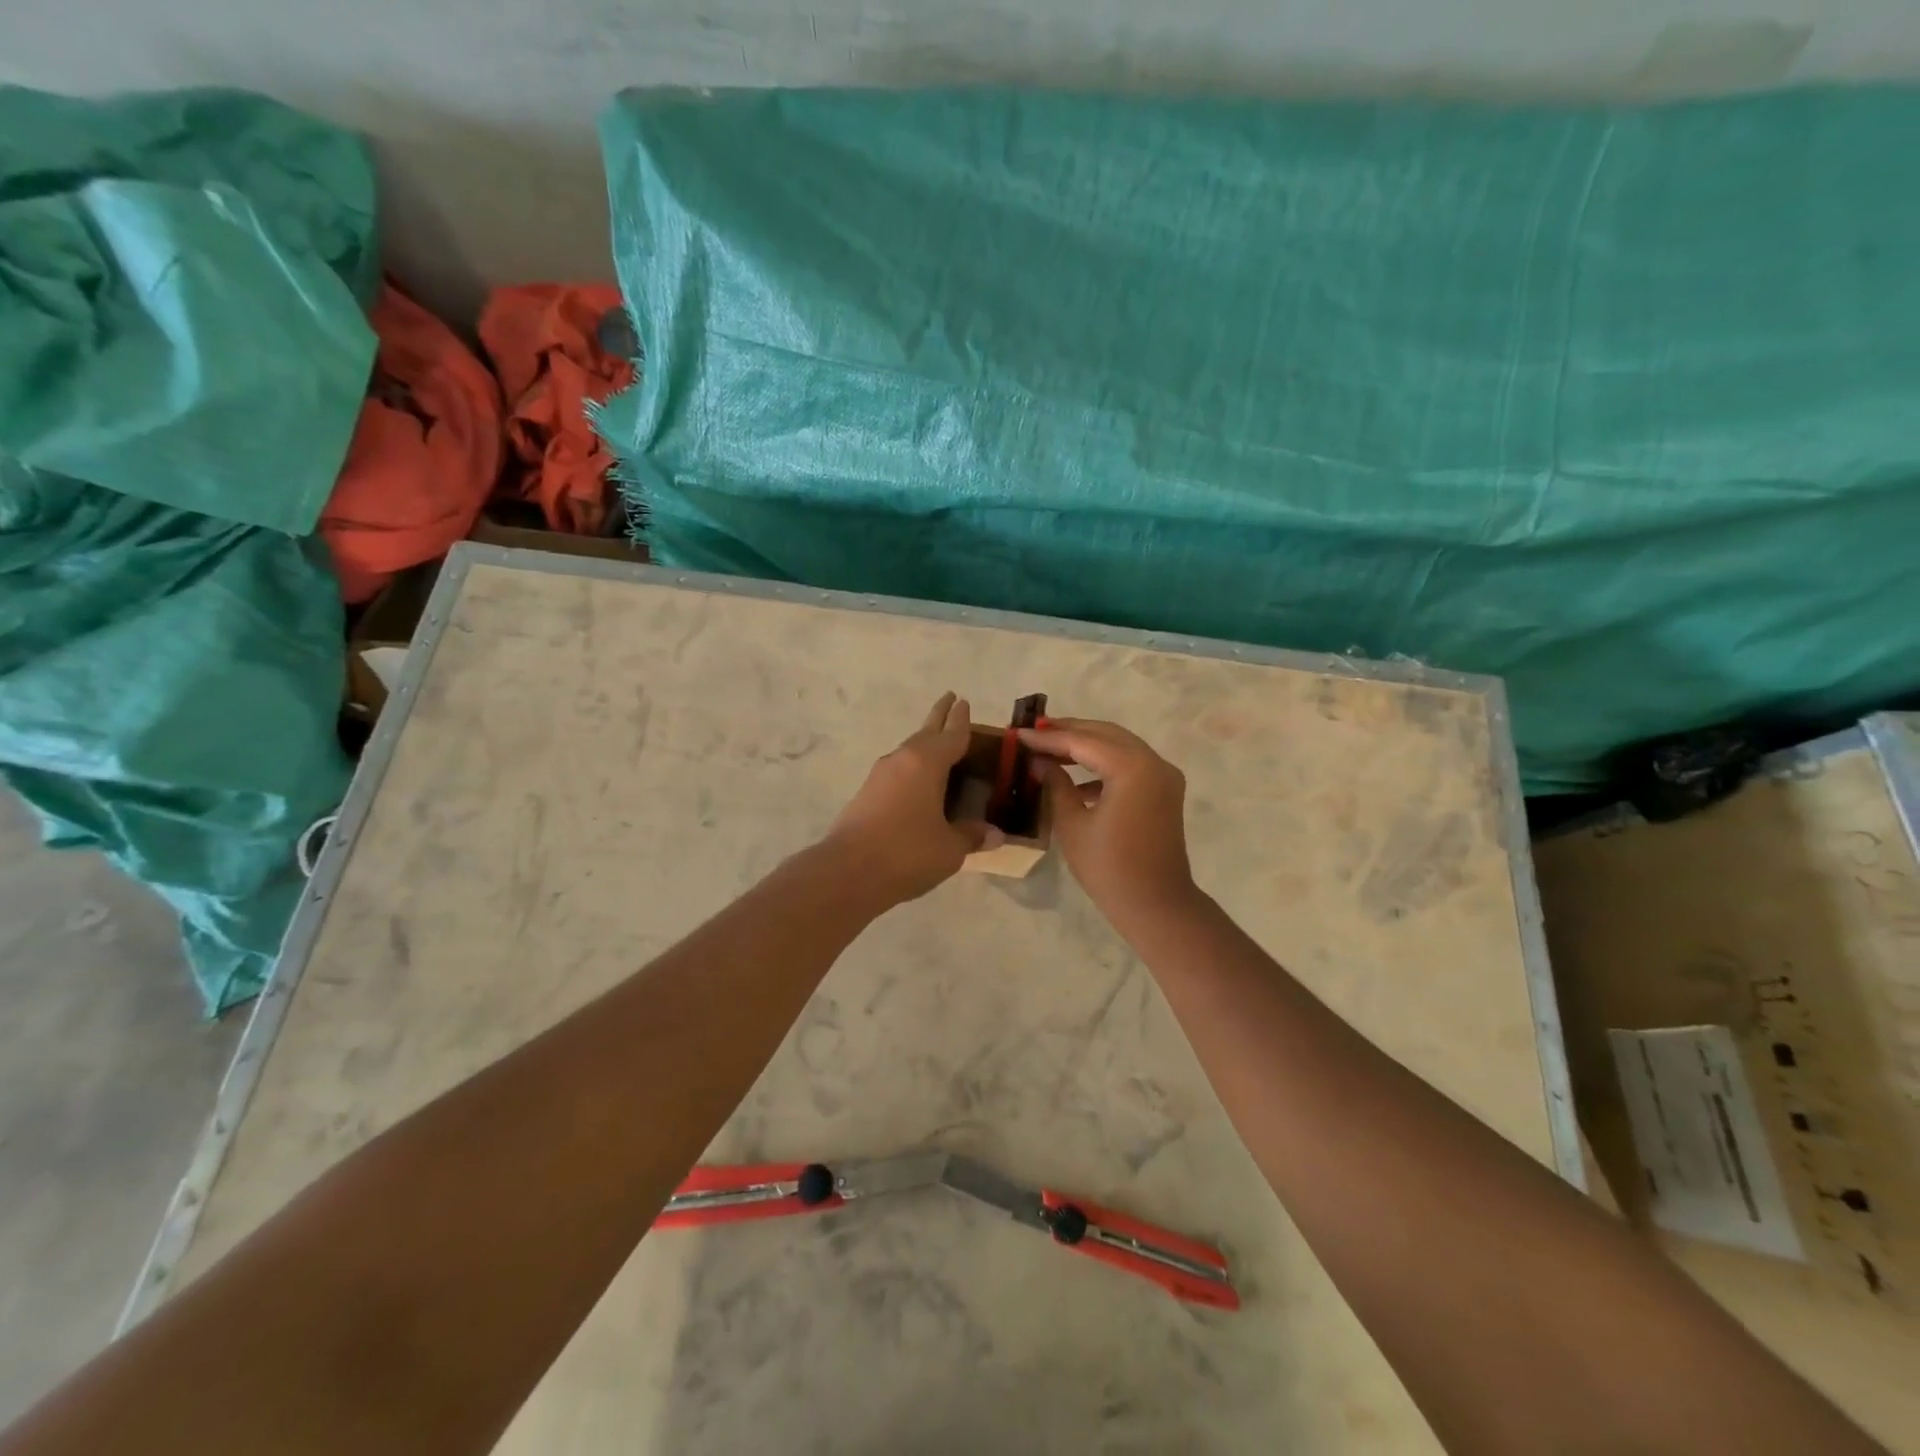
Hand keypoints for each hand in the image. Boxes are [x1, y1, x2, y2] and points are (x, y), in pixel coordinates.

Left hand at [824, 693, 997, 905]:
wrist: (848, 872)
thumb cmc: (907, 852)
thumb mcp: (949, 848)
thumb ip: (971, 836)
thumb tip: (995, 835)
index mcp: (927, 763)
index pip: (951, 734)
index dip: (960, 719)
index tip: (963, 701)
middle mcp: (902, 761)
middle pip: (925, 733)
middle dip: (939, 717)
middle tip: (950, 699)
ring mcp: (880, 776)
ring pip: (908, 751)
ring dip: (924, 743)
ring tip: (938, 744)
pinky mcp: (866, 794)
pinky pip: (897, 771)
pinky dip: (912, 768)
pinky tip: (916, 782)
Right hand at [1018, 717, 1196, 923]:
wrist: (1156, 905)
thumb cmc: (1109, 868)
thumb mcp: (1072, 825)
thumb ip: (1056, 784)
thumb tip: (1039, 762)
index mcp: (1132, 768)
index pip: (1083, 741)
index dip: (1048, 738)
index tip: (1018, 734)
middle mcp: (1153, 762)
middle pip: (1105, 734)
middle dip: (1068, 731)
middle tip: (1033, 732)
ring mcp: (1163, 775)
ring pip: (1119, 745)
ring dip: (1086, 745)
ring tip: (1049, 749)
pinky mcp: (1164, 790)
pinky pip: (1130, 764)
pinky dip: (1103, 764)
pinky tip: (1074, 778)